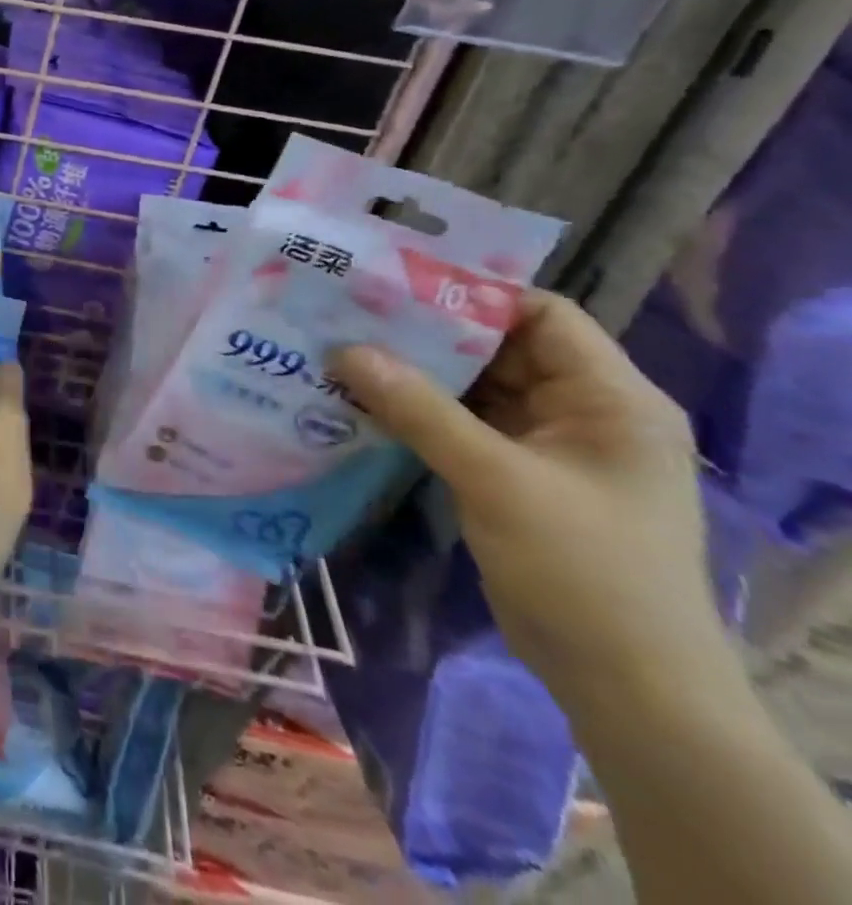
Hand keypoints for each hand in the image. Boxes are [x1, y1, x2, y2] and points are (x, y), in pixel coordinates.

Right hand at [331, 290, 724, 717]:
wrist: (626, 687)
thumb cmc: (583, 571)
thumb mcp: (496, 480)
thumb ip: (420, 410)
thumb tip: (344, 351)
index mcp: (610, 398)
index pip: (540, 314)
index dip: (471, 292)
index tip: (393, 282)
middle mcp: (582, 410)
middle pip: (498, 347)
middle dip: (425, 332)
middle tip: (351, 312)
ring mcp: (548, 445)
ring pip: (473, 386)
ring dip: (414, 372)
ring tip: (344, 349)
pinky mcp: (517, 474)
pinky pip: (462, 423)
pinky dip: (417, 410)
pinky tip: (363, 400)